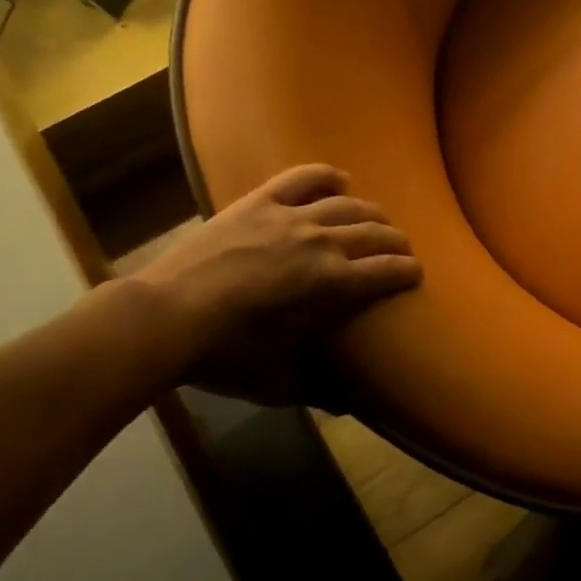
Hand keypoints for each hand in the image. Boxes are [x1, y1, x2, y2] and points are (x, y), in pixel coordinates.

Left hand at [129, 165, 421, 382]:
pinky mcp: (258, 202)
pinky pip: (300, 178)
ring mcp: (289, 217)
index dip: (407, 271)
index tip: (417, 273)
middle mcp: (320, 241)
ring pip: (346, 204)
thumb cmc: (224, 353)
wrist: (163, 316)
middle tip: (401, 249)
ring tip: (378, 218)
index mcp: (331, 281)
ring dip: (370, 211)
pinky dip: (325, 175)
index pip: (386, 271)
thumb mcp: (276, 380)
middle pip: (374, 232)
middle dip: (395, 241)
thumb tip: (350, 405)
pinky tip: (340, 179)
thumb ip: (317, 390)